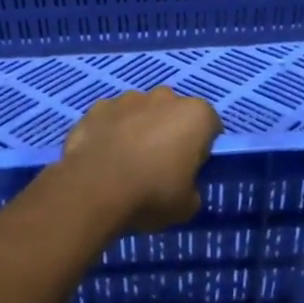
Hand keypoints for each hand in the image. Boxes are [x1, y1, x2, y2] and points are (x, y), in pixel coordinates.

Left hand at [53, 87, 220, 231]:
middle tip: (160, 165)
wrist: (93, 189)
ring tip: (126, 162)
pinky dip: (111, 131)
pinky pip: (112, 118)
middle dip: (170, 132)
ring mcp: (128, 98)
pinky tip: (103, 157)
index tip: (191, 169)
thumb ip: (192, 189)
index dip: (202, 148)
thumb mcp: (187, 206)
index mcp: (195, 115)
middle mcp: (164, 97)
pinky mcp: (98, 106)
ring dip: (139, 129)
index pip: (210, 126)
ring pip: (141, 111)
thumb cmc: (151, 194)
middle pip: (174, 113)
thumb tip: (185, 186)